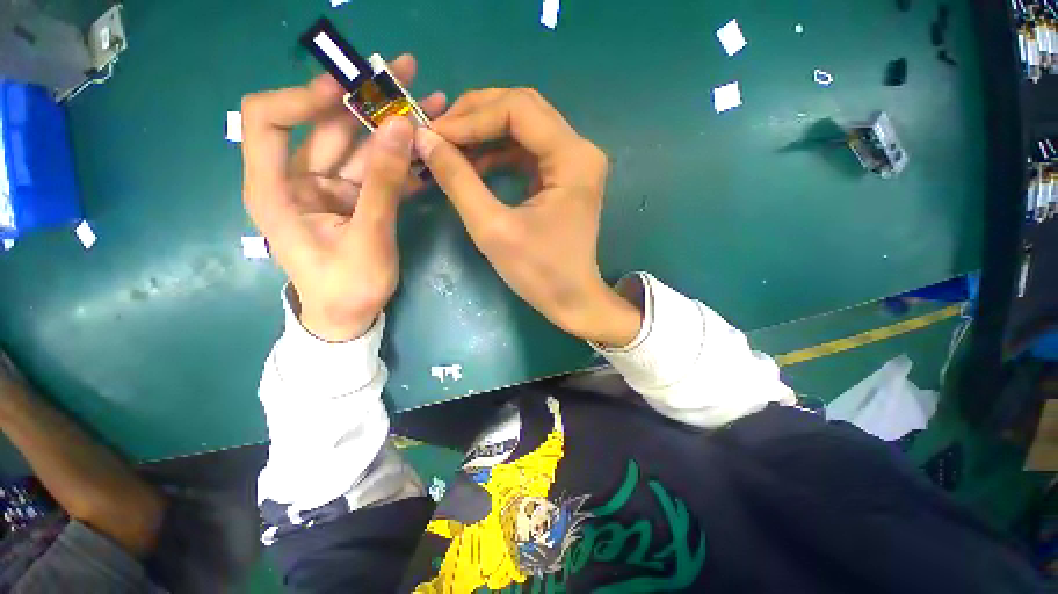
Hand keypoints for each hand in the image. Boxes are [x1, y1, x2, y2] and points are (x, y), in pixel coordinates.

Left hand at [241, 55, 445, 341]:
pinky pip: (379, 170)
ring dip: (394, 126)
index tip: (348, 90)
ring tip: (431, 103)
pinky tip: (428, 144)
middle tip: (408, 73)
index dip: (303, 95)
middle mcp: (299, 178)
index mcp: (276, 188)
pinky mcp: (356, 198)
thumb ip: (383, 185)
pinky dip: (402, 158)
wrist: (349, 317)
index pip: (268, 118)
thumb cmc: (346, 287)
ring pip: (361, 144)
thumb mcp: (368, 238)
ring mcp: (332, 188)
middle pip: (327, 124)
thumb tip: (401, 127)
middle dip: (367, 99)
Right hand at [413, 88, 641, 347]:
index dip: (472, 117)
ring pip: (524, 128)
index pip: (518, 109)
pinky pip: (528, 151)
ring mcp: (575, 163)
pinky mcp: (565, 177)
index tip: (434, 135)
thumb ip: (458, 180)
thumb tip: (425, 139)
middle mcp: (580, 150)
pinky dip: (499, 154)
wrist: (571, 299)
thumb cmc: (539, 272)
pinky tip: (474, 165)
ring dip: (485, 135)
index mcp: (573, 158)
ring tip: (451, 150)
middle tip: (439, 135)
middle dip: (477, 117)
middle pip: (524, 110)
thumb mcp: (493, 228)